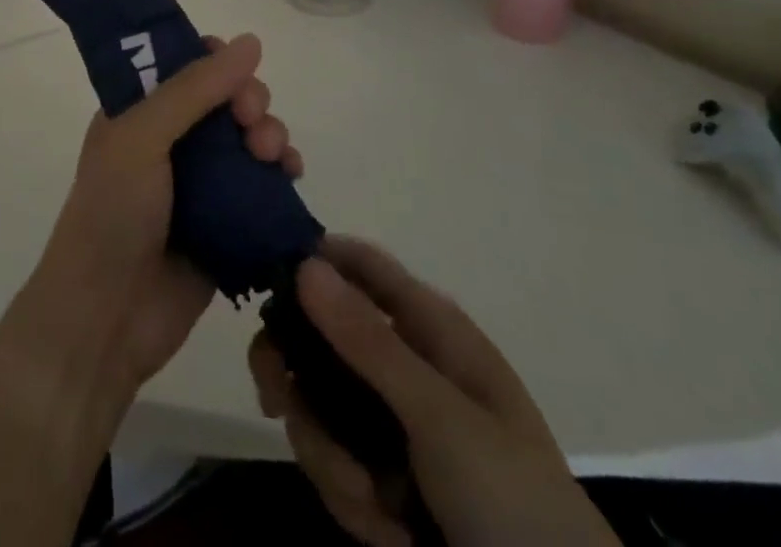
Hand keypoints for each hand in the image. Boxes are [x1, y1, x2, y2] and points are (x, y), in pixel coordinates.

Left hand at [20, 33, 302, 397]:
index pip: (187, 65)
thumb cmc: (113, 212)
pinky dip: (282, 172)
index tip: (235, 74)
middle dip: (250, 100)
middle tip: (252, 122)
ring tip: (273, 155)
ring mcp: (201, 182)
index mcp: (140, 110)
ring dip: (270, 134)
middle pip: (227, 98)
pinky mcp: (228, 221)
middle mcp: (171, 139)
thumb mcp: (142, 136)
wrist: (107, 317)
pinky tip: (292, 176)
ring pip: (250, 137)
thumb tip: (251, 40)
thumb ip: (194, 89)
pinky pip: (264, 184)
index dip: (217, 61)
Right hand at [249, 238, 618, 546]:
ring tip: (371, 505)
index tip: (266, 283)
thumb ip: (368, 343)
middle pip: (321, 336)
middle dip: (296, 376)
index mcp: (429, 330)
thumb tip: (304, 262)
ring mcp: (392, 423)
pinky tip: (388, 534)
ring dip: (330, 458)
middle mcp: (404, 364)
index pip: (360, 264)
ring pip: (318, 405)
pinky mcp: (385, 477)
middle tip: (275, 400)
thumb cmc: (514, 502)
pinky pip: (335, 463)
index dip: (313, 260)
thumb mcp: (440, 419)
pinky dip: (350, 500)